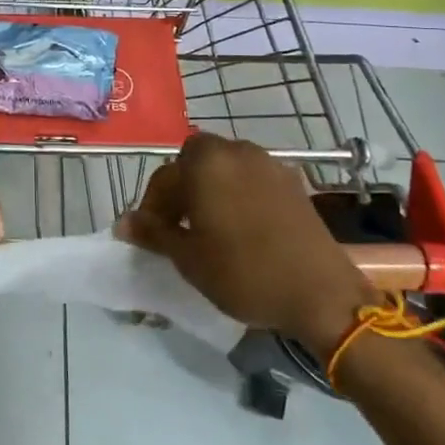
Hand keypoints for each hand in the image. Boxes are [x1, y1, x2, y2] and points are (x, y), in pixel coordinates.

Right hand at [119, 133, 376, 356]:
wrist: (321, 294)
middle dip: (182, 188)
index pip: (164, 176)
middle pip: (195, 161)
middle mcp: (236, 151)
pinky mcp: (293, 181)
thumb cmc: (244, 273)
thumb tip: (123, 223)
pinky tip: (240, 227)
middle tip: (178, 226)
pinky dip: (237, 193)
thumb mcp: (189, 258)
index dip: (152, 206)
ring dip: (210, 188)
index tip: (151, 235)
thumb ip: (154, 233)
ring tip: (208, 226)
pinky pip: (251, 178)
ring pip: (224, 167)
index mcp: (205, 163)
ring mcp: (269, 163)